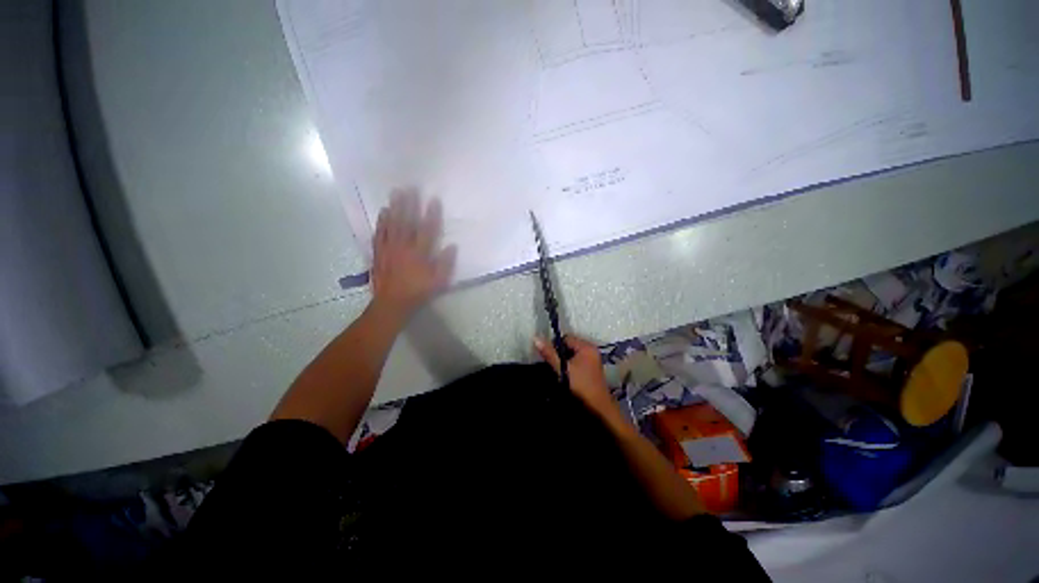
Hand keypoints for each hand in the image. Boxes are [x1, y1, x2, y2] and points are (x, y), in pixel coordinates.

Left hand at [371, 188, 456, 316]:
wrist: (392, 303)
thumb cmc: (418, 292)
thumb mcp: (439, 282)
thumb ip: (446, 264)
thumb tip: (452, 246)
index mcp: (420, 254)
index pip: (428, 230)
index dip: (432, 215)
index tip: (434, 199)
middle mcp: (404, 247)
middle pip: (407, 222)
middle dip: (409, 204)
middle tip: (410, 187)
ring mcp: (389, 249)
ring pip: (392, 224)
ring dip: (395, 208)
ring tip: (396, 192)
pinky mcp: (379, 253)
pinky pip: (380, 234)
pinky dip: (381, 222)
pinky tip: (383, 212)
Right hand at [535, 335, 617, 417]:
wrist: (597, 409)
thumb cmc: (580, 386)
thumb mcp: (562, 368)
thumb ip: (549, 353)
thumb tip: (536, 338)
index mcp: (587, 347)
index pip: (566, 338)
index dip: (555, 346)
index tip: (549, 358)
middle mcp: (592, 351)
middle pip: (569, 346)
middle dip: (560, 354)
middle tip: (553, 365)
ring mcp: (593, 361)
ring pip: (572, 355)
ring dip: (564, 362)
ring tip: (558, 372)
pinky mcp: (591, 370)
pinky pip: (577, 363)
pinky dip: (570, 367)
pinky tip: (565, 376)